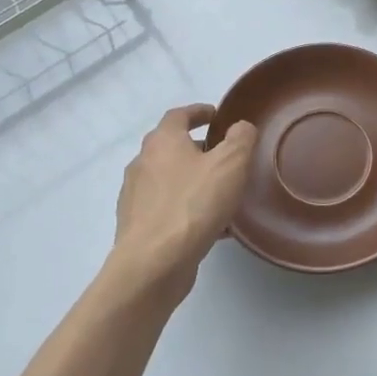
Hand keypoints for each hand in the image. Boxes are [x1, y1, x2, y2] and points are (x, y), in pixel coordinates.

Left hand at [109, 104, 255, 295]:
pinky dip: (188, 208)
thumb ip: (240, 139)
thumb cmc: (193, 205)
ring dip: (193, 181)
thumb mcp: (231, 164)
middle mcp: (142, 164)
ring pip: (170, 180)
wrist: (153, 263)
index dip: (199, 112)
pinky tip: (211, 226)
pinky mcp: (137, 226)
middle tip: (225, 156)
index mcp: (162, 142)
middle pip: (171, 147)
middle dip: (198, 148)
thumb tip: (240, 127)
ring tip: (221, 193)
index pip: (178, 115)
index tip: (217, 115)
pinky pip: (168, 208)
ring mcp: (135, 196)